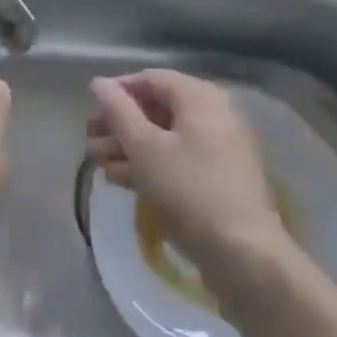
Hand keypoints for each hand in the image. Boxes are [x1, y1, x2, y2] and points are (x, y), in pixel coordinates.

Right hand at [87, 70, 287, 277]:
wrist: (246, 258)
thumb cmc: (190, 191)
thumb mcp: (145, 148)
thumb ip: (119, 112)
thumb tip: (99, 83)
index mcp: (199, 96)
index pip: (150, 78)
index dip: (117, 91)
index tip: (90, 110)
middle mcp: (213, 113)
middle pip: (157, 108)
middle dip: (120, 124)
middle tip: (90, 141)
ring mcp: (220, 148)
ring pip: (166, 137)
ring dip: (130, 147)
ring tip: (98, 163)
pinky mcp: (220, 179)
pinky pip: (179, 159)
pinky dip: (151, 164)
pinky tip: (123, 180)